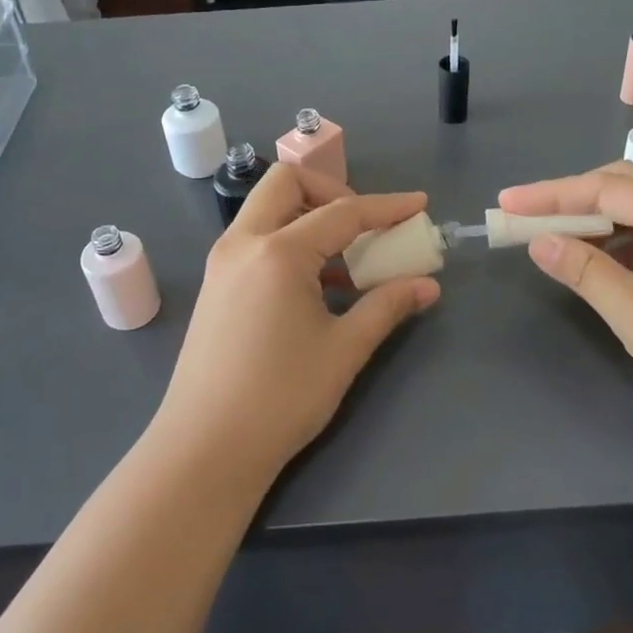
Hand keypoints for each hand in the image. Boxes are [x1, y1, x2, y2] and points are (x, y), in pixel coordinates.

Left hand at [155, 165, 440, 483]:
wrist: (205, 449)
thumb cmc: (280, 397)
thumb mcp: (344, 350)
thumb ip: (387, 306)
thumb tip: (427, 285)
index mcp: (278, 253)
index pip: (342, 212)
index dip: (386, 207)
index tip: (419, 205)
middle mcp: (243, 243)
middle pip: (287, 184)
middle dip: (332, 193)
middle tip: (364, 227)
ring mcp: (222, 263)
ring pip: (267, 210)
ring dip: (308, 218)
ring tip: (345, 263)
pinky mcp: (215, 286)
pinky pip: (256, 240)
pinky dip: (289, 242)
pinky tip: (315, 287)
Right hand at [499, 163, 632, 446]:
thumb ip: (584, 272)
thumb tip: (538, 241)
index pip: (606, 188)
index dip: (550, 194)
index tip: (506, 203)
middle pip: (622, 188)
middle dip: (569, 200)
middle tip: (523, 216)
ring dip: (590, 223)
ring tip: (548, 238)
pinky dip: (613, 246)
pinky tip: (592, 263)